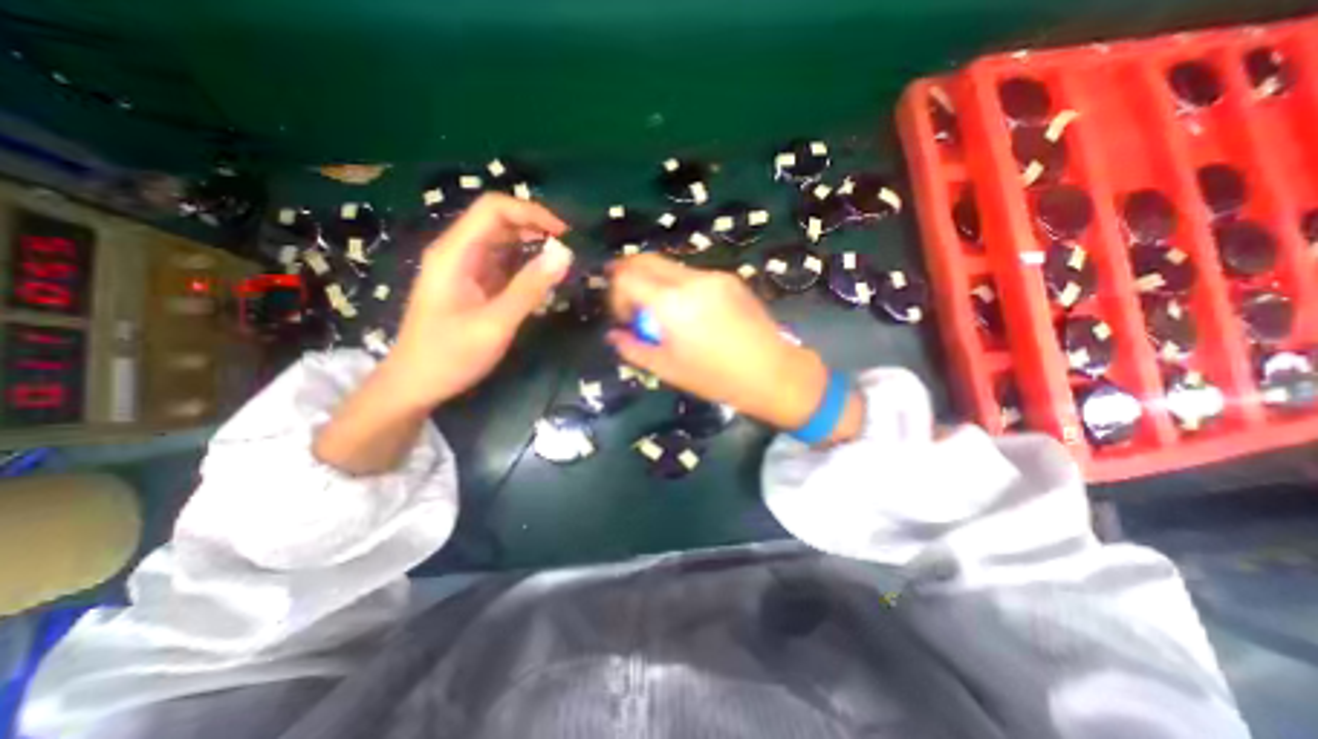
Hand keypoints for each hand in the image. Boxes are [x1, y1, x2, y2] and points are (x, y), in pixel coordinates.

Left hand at [378, 193, 568, 408]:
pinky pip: (503, 266)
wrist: (414, 385)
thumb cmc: (450, 355)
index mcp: (455, 253)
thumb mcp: (495, 323)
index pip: (494, 209)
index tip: (565, 235)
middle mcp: (458, 253)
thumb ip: (530, 288)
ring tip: (562, 267)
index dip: (532, 212)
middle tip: (570, 253)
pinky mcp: (473, 286)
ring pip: (503, 244)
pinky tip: (543, 283)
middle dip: (536, 230)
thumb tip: (565, 254)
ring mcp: (464, 270)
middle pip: (499, 222)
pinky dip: (526, 269)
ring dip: (533, 249)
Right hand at [603, 255, 867, 437]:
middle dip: (628, 276)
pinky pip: (692, 274)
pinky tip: (690, 312)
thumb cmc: (716, 378)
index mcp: (671, 303)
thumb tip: (613, 335)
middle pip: (645, 259)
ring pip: (669, 265)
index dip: (615, 294)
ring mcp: (713, 275)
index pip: (626, 276)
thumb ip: (633, 348)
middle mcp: (690, 279)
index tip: (625, 318)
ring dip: (654, 282)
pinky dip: (678, 286)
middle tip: (630, 304)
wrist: (773, 372)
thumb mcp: (667, 369)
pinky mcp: (730, 278)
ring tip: (663, 313)